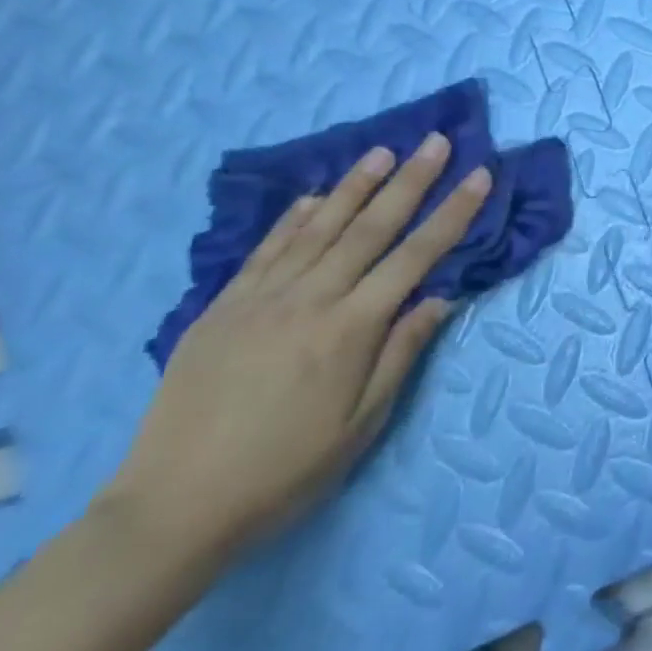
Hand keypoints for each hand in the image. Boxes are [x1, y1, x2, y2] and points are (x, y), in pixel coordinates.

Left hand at [106, 133, 489, 557]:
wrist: (172, 509)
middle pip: (371, 228)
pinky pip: (265, 251)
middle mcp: (310, 301)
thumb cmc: (286, 470)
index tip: (480, 175)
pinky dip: (293, 219)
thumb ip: (402, 353)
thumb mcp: (363, 423)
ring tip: (383, 151)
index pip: (416, 256)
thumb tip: (440, 297)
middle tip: (437, 142)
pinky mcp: (222, 309)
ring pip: (318, 228)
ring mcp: (260, 300)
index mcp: (351, 329)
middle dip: (411, 181)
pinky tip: (313, 196)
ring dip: (355, 186)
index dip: (453, 212)